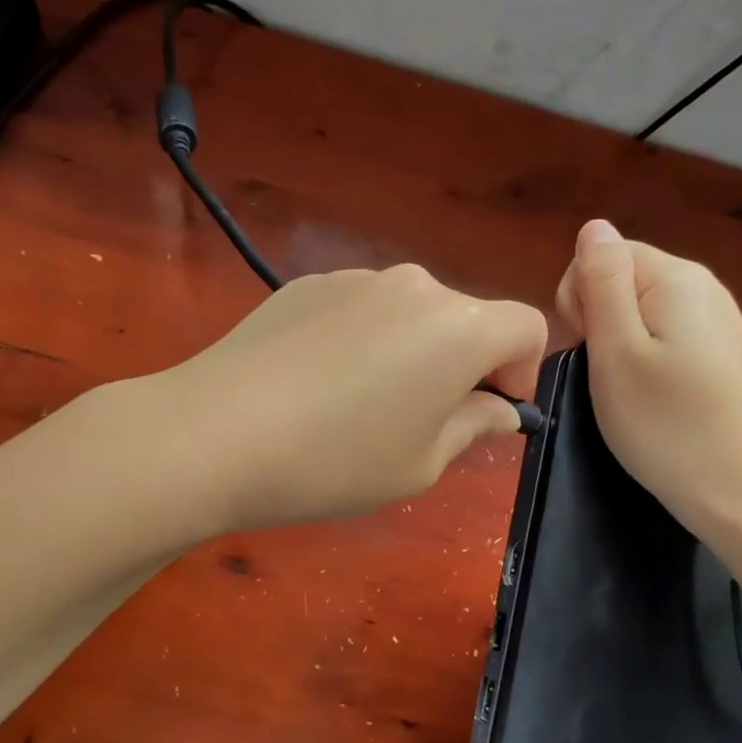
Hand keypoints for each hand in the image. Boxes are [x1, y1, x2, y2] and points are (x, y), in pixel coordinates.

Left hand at [142, 264, 547, 532]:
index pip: (527, 327)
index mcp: (459, 326)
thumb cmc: (334, 460)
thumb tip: (498, 408)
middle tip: (420, 421)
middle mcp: (414, 286)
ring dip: (409, 351)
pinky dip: (361, 339)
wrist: (214, 432)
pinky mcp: (308, 283)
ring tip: (358, 405)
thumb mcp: (420, 464)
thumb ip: (473, 427)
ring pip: (410, 313)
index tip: (487, 413)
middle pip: (466, 318)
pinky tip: (316, 383)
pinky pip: (360, 309)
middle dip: (462, 365)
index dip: (521, 372)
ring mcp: (356, 277)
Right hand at [555, 219, 741, 535]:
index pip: (603, 254)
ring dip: (618, 343)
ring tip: (628, 391)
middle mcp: (703, 287)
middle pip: (623, 278)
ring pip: (640, 310)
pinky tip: (654, 397)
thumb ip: (601, 282)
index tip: (588, 347)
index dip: (579, 297)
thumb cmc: (667, 424)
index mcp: (676, 278)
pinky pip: (664, 335)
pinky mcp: (722, 354)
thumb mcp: (615, 351)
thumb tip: (594, 226)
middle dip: (599, 319)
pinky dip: (646, 360)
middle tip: (607, 374)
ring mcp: (718, 321)